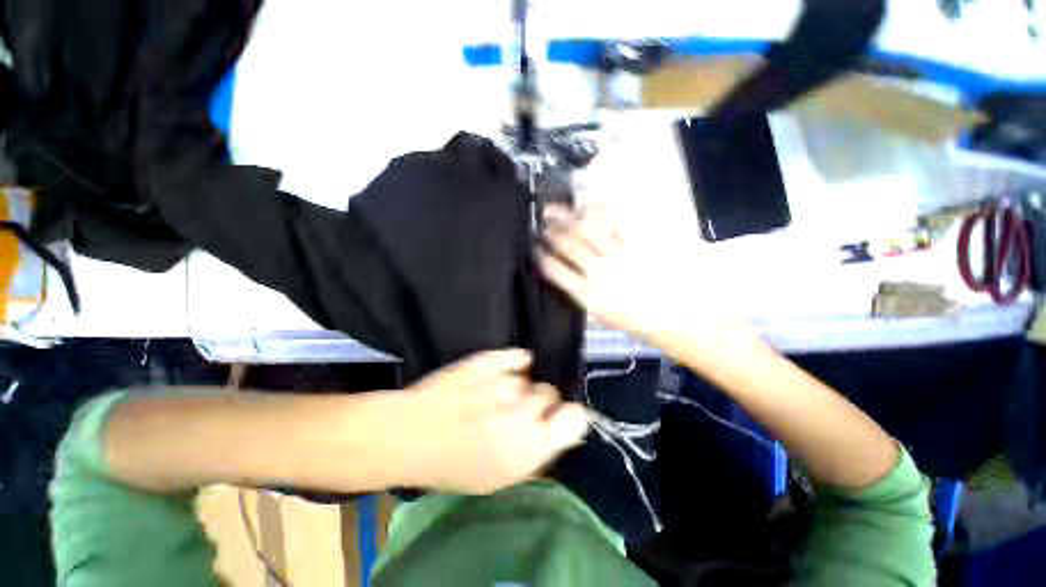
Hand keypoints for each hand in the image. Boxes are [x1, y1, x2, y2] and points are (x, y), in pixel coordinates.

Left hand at [400, 349, 588, 493]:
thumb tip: (561, 434)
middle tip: (518, 412)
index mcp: (532, 445)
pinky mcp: (492, 358)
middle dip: (541, 404)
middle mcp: (525, 408)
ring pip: (533, 377)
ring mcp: (508, 379)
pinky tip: (501, 374)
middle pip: (552, 394)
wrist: (411, 433)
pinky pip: (519, 356)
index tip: (556, 421)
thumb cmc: (453, 465)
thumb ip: (538, 455)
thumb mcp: (500, 478)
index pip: (576, 417)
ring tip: (498, 396)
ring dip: (523, 387)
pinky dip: (516, 364)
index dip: (569, 418)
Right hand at [538, 205, 721, 346]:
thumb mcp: (605, 317)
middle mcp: (599, 274)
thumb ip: (584, 295)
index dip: (541, 257)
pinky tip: (591, 205)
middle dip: (552, 230)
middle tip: (541, 216)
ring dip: (570, 217)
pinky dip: (600, 214)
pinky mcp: (639, 247)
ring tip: (557, 207)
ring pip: (588, 231)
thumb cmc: (641, 325)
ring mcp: (619, 258)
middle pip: (569, 246)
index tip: (534, 247)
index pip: (555, 272)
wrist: (683, 321)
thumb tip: (569, 277)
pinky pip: (615, 226)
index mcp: (588, 297)